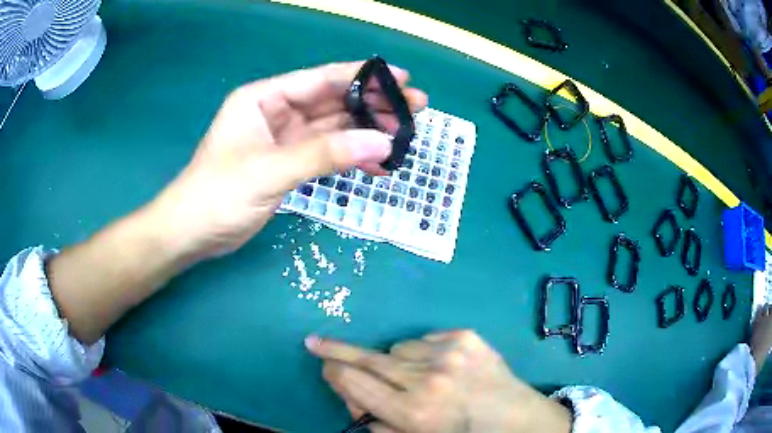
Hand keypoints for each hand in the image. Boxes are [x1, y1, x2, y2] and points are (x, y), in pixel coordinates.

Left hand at [149, 61, 426, 260]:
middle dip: (372, 105)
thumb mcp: (270, 169)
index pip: (320, 79)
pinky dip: (350, 158)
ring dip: (366, 132)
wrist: (193, 233)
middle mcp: (275, 113)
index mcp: (264, 98)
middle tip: (414, 108)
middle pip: (332, 102)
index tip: (401, 78)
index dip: (362, 77)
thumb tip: (382, 142)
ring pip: (333, 129)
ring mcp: (283, 140)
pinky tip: (376, 162)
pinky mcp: (288, 165)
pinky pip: (326, 155)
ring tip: (404, 135)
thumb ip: (324, 154)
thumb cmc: (218, 193)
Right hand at [306, 330, 572, 432]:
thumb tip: (351, 393)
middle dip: (337, 351)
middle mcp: (427, 380)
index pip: (355, 383)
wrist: (515, 418)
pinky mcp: (465, 337)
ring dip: (396, 361)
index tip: (324, 366)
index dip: (334, 373)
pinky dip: (424, 352)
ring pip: (396, 347)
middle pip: (367, 358)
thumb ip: (377, 422)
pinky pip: (425, 338)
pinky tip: (443, 366)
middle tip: (315, 341)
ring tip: (419, 376)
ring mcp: (448, 353)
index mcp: (413, 413)